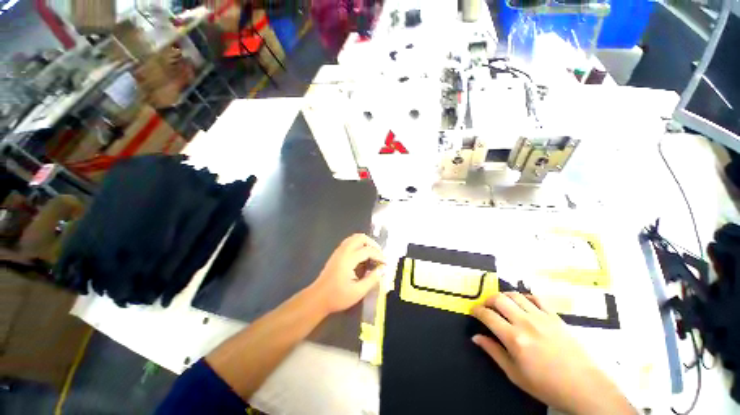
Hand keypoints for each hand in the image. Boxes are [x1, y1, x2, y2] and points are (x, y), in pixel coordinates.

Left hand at [309, 234, 385, 314]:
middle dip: (372, 244)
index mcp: (348, 259)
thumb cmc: (337, 296)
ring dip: (365, 243)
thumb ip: (372, 279)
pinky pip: (349, 242)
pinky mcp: (336, 254)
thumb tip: (383, 269)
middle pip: (360, 238)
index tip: (386, 263)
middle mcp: (343, 251)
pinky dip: (359, 244)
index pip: (368, 250)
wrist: (317, 298)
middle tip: (379, 255)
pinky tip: (362, 256)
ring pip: (354, 238)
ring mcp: (338, 251)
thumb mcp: (358, 292)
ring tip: (373, 254)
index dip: (379, 255)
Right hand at [471, 293, 633, 414]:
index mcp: (514, 338)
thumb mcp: (515, 374)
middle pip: (499, 299)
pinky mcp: (555, 317)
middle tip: (486, 307)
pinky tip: (523, 304)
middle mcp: (525, 322)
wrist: (585, 387)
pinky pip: (536, 299)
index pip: (487, 315)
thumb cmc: (546, 385)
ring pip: (515, 295)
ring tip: (501, 304)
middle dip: (487, 300)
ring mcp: (542, 317)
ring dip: (503, 296)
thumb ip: (493, 352)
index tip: (473, 311)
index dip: (476, 310)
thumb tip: (475, 337)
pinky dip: (524, 297)